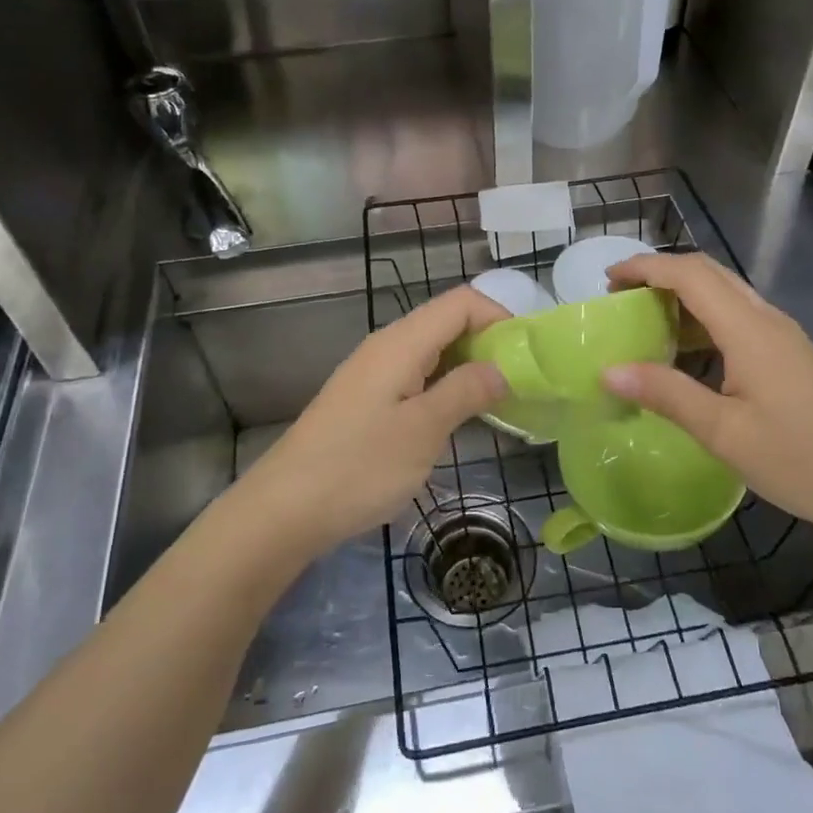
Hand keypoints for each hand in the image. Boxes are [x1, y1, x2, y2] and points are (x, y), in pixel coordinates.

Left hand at [242, 286, 509, 557]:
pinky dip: (444, 386)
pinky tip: (457, 418)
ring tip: (499, 402)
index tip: (528, 354)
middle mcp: (387, 346)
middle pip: (447, 322)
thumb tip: (502, 367)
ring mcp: (373, 373)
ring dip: (468, 367)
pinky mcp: (365, 400)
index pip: (462, 302)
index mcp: (401, 342)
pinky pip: (415, 376)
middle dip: (488, 343)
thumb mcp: (424, 430)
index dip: (500, 317)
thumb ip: (466, 391)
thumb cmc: (360, 466)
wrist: (284, 510)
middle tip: (522, 382)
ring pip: (432, 351)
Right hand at [602, 252, 812, 546]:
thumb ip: (666, 394)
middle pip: (709, 273)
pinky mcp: (792, 355)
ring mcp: (784, 336)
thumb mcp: (724, 432)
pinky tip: (690, 351)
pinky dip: (705, 317)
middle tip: (622, 296)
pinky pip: (740, 316)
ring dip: (684, 294)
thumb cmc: (800, 460)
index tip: (607, 280)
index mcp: (749, 330)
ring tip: (647, 320)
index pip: (689, 275)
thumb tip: (609, 370)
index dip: (645, 267)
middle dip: (661, 273)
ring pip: (727, 293)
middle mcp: (767, 319)